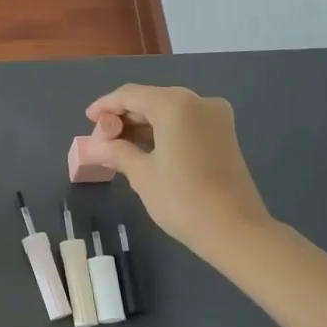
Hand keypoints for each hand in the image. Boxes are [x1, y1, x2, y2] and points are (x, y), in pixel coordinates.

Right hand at [75, 84, 271, 260]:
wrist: (237, 232)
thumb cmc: (183, 200)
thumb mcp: (142, 174)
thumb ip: (117, 151)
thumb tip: (96, 146)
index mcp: (174, 104)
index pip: (130, 95)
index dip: (105, 106)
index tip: (88, 119)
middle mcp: (197, 101)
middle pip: (150, 99)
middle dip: (124, 117)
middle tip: (103, 140)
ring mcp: (216, 116)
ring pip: (168, 111)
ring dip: (143, 125)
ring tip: (120, 147)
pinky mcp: (224, 133)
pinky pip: (185, 122)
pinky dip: (164, 130)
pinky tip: (146, 148)